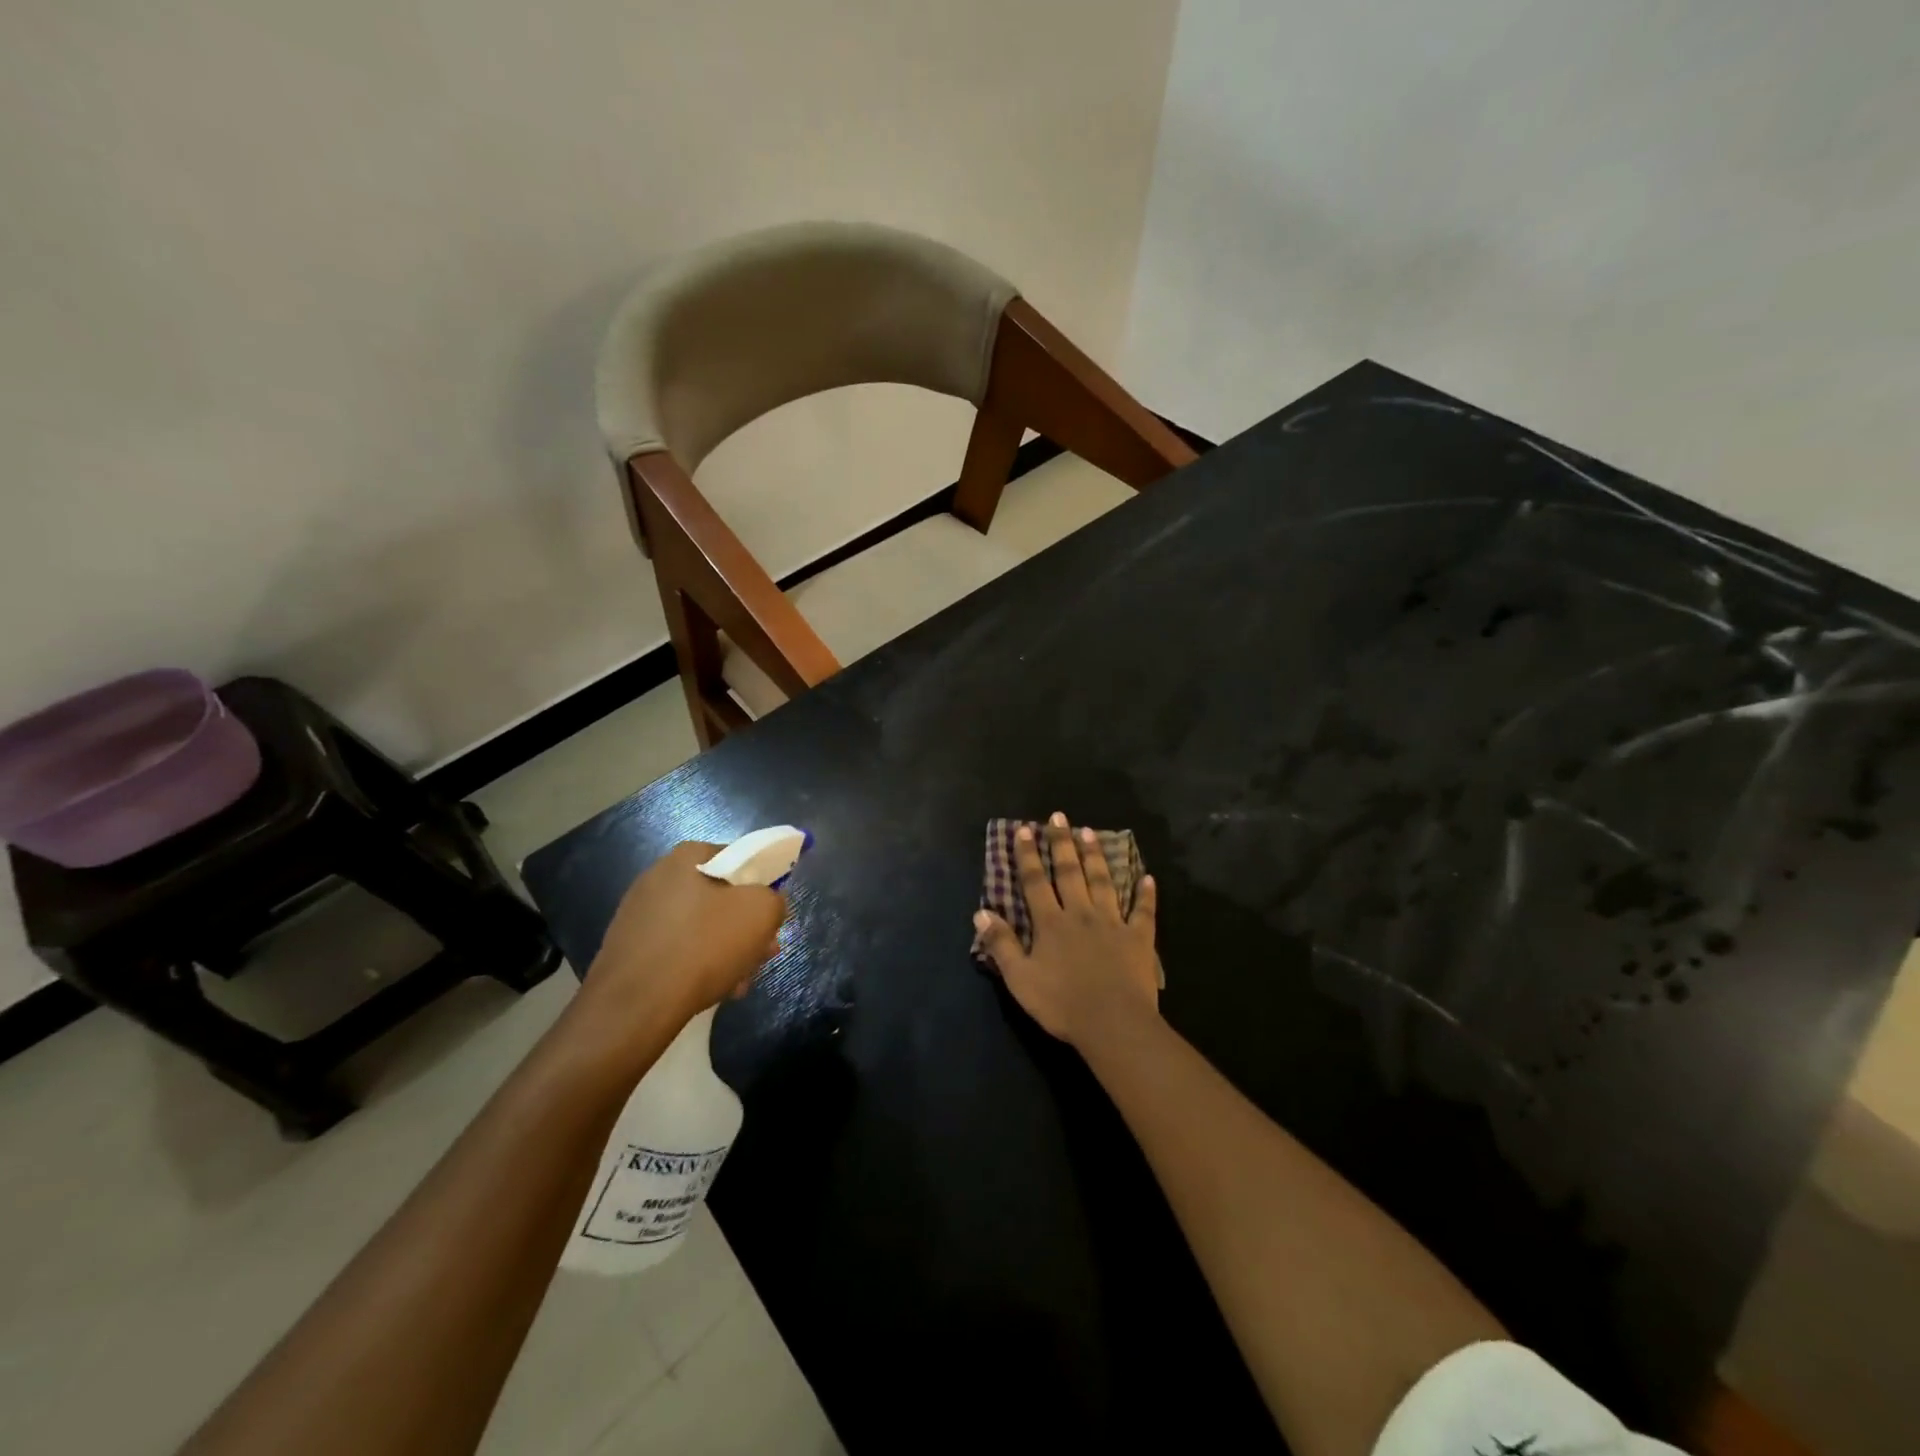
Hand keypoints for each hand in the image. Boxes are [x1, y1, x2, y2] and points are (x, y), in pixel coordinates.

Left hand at [578, 841, 786, 1037]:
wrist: (634, 1006)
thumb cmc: (702, 946)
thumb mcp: (761, 913)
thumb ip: (774, 899)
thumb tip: (768, 905)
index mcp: (686, 857)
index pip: (737, 857)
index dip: (761, 884)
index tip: (771, 915)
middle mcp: (657, 878)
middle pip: (718, 896)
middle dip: (744, 925)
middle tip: (762, 952)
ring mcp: (638, 915)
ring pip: (699, 927)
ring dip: (725, 949)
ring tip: (740, 980)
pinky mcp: (628, 949)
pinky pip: (676, 950)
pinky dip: (697, 965)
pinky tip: (712, 990)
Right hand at [974, 813, 1159, 1049]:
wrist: (1113, 1024)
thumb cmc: (1062, 1004)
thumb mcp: (1020, 978)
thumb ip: (1001, 944)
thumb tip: (981, 912)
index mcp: (1051, 923)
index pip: (1035, 882)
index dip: (1028, 855)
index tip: (1024, 830)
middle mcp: (1081, 913)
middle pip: (1070, 872)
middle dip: (1062, 843)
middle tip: (1059, 816)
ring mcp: (1113, 923)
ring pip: (1103, 882)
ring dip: (1095, 856)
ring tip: (1090, 832)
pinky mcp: (1139, 939)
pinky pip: (1143, 912)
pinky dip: (1146, 895)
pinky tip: (1149, 878)